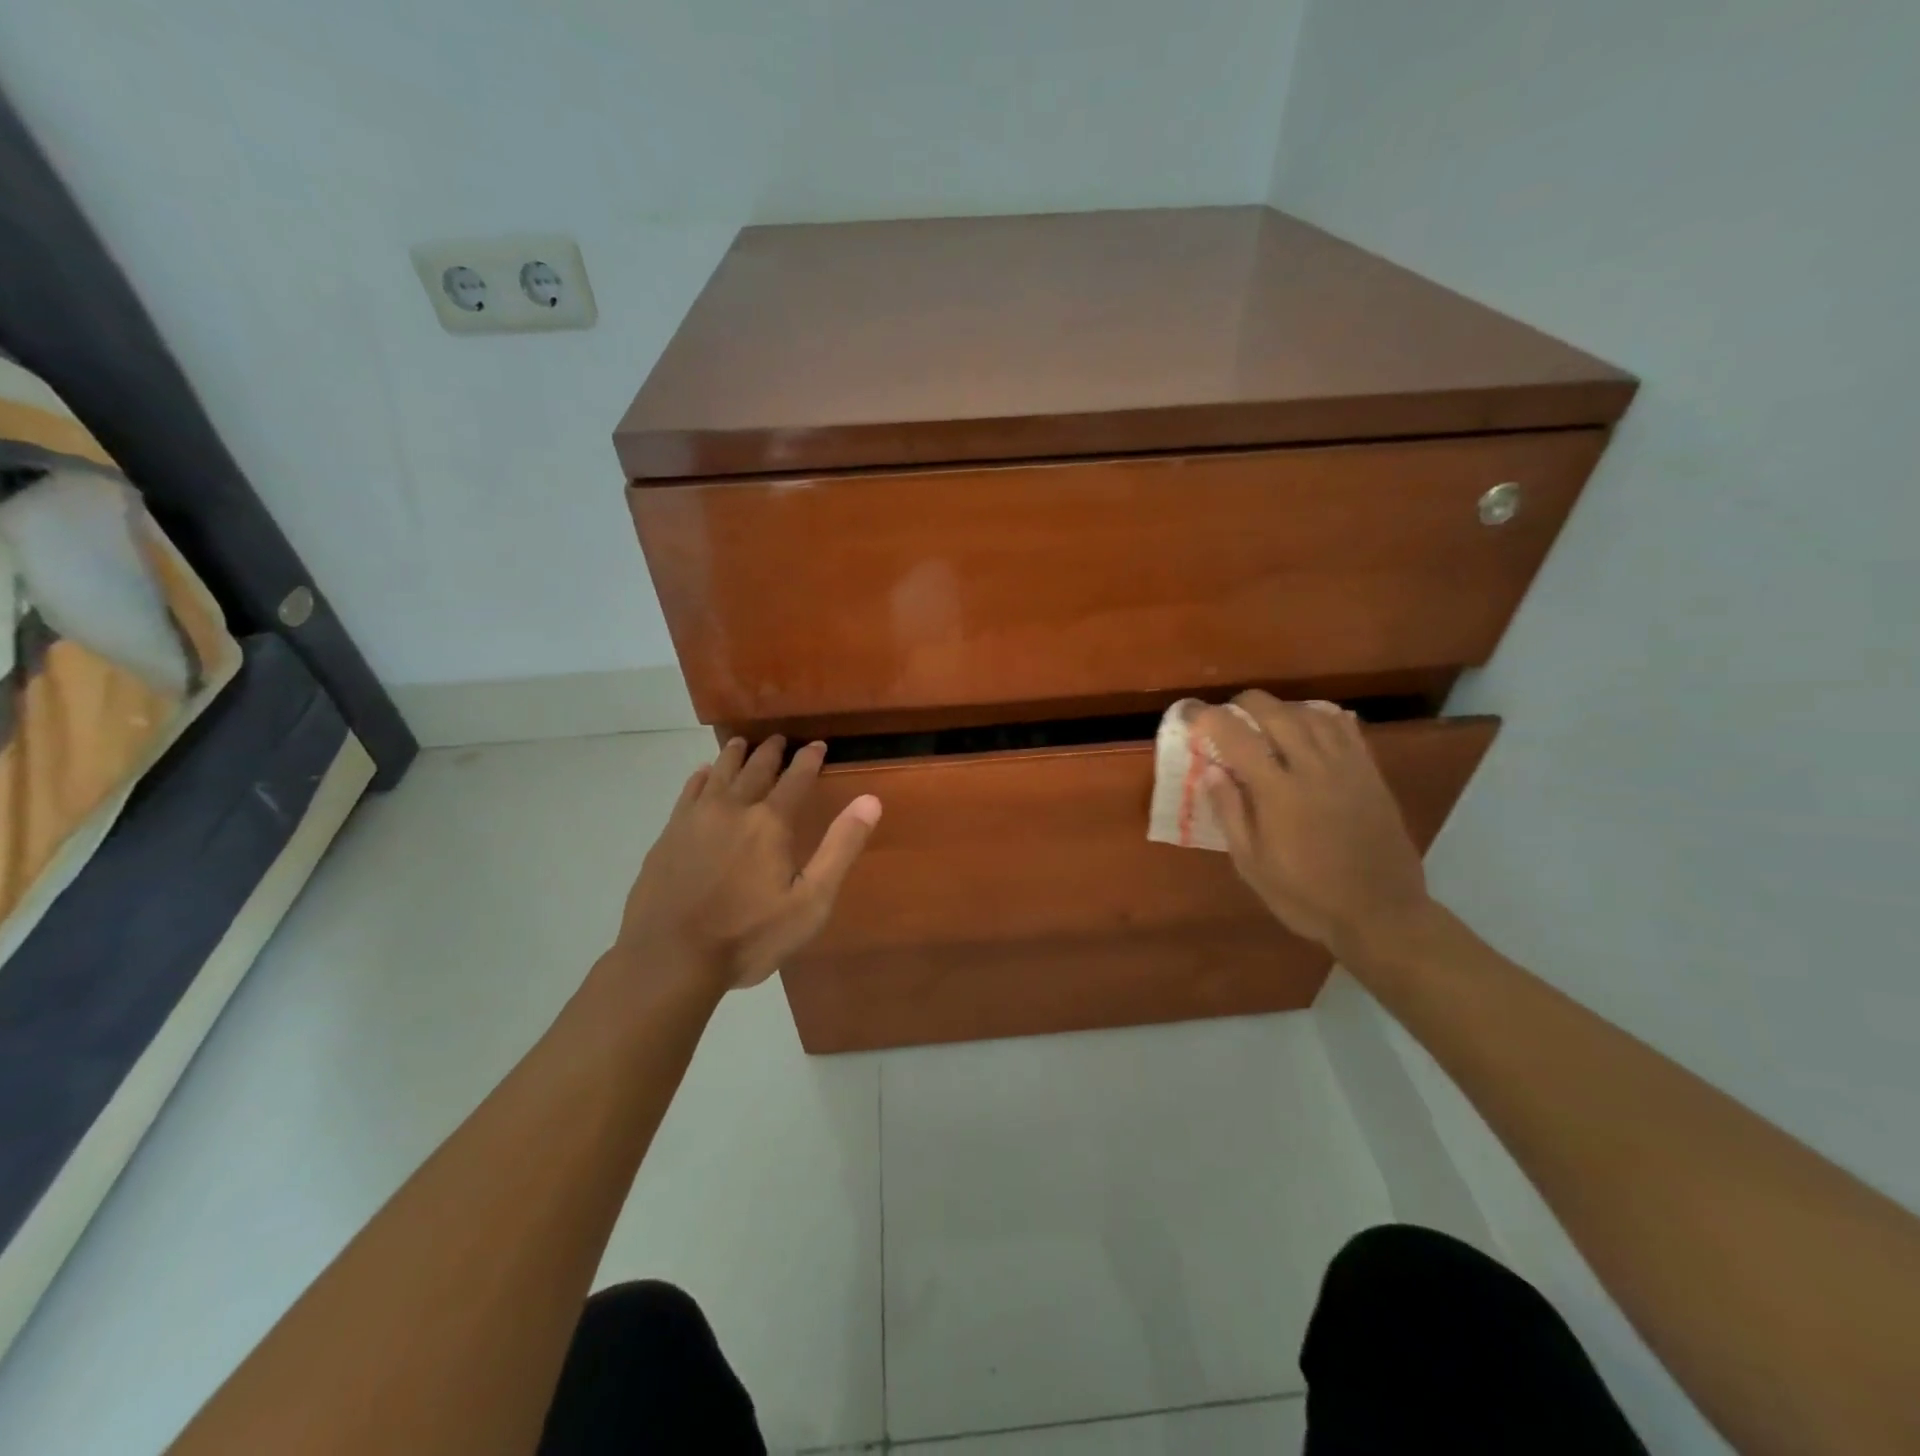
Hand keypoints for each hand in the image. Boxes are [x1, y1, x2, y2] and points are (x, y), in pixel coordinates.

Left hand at [613, 736, 880, 990]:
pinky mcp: (669, 835)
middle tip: (780, 739)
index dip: (809, 759)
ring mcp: (695, 819)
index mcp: (770, 823)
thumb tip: (870, 800)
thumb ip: (840, 848)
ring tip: (742, 743)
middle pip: (756, 769)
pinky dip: (700, 777)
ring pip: (719, 774)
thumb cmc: (749, 936)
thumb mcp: (810, 901)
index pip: (796, 779)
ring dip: (734, 756)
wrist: (670, 959)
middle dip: (771, 752)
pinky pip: (688, 792)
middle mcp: (733, 809)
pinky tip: (702, 775)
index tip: (818, 744)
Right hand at [1195, 692, 1433, 963]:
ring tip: (1265, 720)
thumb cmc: (1306, 896)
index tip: (1190, 713)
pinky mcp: (1371, 773)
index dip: (1208, 718)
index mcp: (1278, 793)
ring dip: (1281, 709)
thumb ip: (1230, 813)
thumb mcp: (1252, 865)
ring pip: (1311, 714)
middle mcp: (1313, 769)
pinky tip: (1308, 726)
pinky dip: (1320, 717)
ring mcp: (1347, 768)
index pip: (1236, 738)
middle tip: (1227, 714)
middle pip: (1276, 713)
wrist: (1380, 913)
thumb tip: (1211, 770)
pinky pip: (1345, 728)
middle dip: (1245, 704)